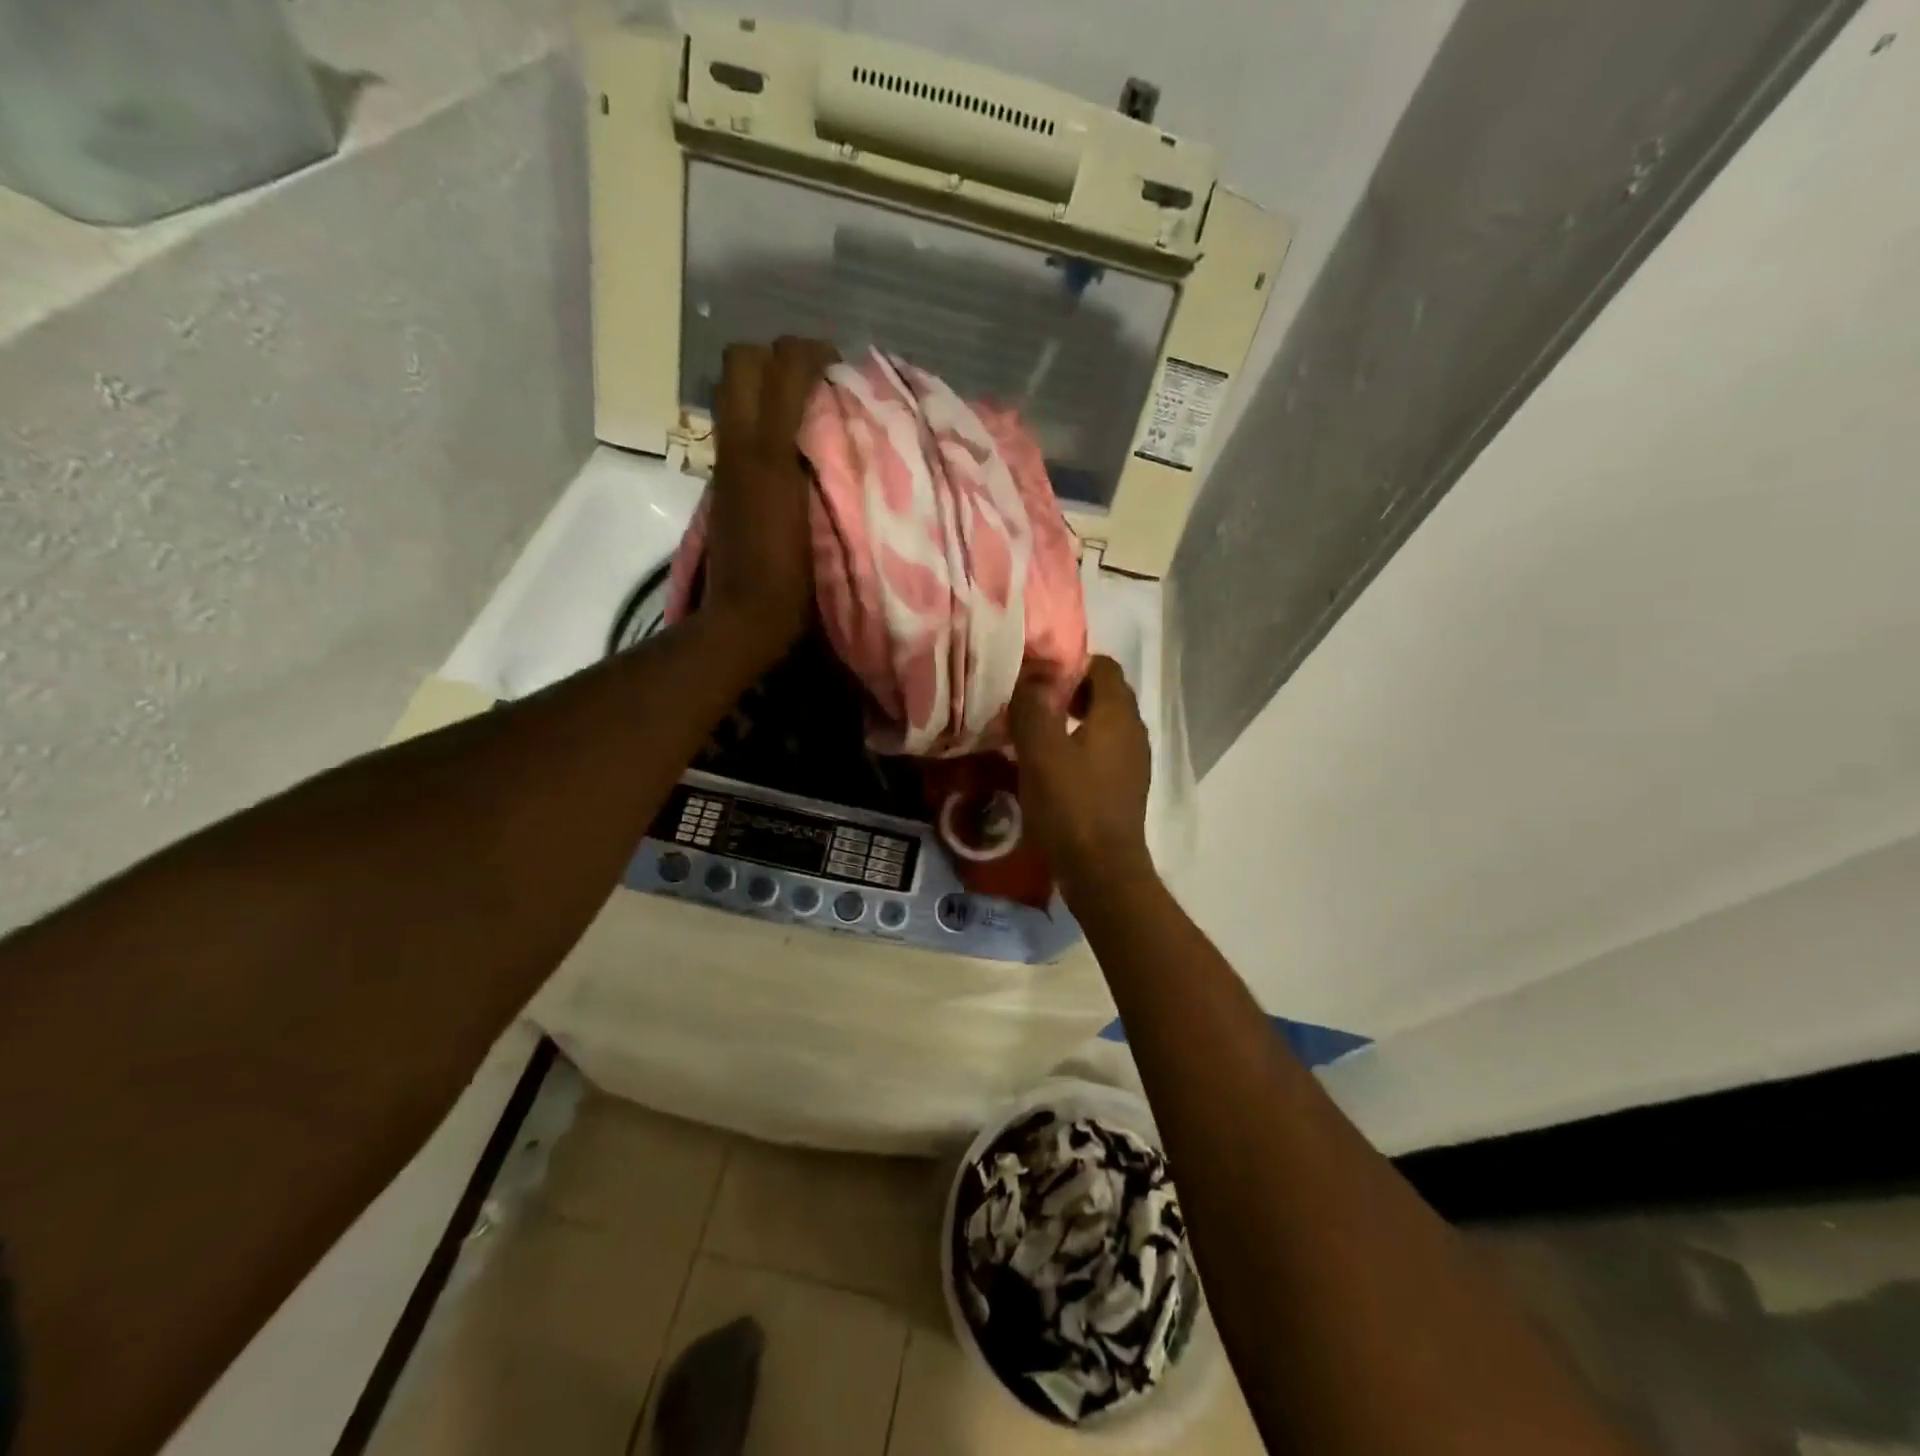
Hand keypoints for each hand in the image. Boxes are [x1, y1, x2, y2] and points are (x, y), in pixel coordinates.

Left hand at [700, 337, 836, 663]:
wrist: (745, 618)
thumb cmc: (793, 578)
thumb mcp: (825, 519)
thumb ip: (833, 465)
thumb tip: (846, 422)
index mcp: (768, 449)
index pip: (781, 364)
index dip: (813, 353)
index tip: (843, 372)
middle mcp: (739, 443)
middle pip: (743, 362)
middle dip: (780, 358)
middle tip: (819, 382)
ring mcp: (726, 462)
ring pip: (737, 391)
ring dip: (770, 386)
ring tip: (810, 410)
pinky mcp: (724, 483)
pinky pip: (739, 424)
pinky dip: (765, 417)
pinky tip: (796, 448)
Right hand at [1009, 655, 1153, 893]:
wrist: (1102, 870)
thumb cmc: (1070, 804)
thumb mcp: (1040, 750)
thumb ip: (1033, 705)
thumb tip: (1031, 673)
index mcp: (1118, 714)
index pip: (1103, 666)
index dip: (1070, 663)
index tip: (1035, 675)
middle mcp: (1133, 731)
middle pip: (1104, 694)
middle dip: (1068, 691)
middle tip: (1030, 702)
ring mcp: (1133, 761)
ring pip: (1103, 724)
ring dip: (1071, 720)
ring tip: (1035, 732)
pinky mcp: (1125, 787)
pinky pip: (1102, 751)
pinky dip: (1079, 747)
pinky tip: (1051, 766)